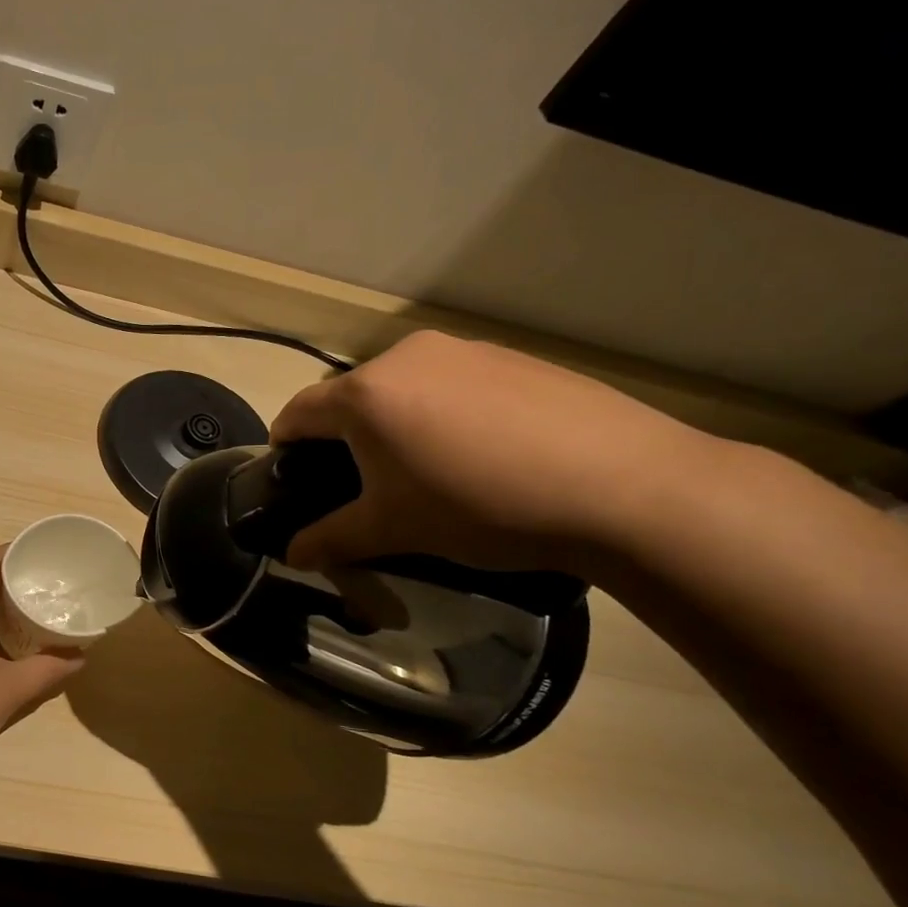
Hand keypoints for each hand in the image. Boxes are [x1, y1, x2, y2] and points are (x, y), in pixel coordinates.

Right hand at [270, 330, 708, 579]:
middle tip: (364, 482)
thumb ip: (331, 540)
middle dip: (345, 436)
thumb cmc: (479, 506)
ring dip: (396, 421)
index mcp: (365, 395)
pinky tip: (481, 451)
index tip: (288, 472)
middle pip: (352, 397)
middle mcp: (406, 357)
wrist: (622, 486)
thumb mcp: (393, 530)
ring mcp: (464, 350)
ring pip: (404, 387)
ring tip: (427, 468)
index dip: (285, 444)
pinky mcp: (512, 357)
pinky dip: (445, 412)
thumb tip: (292, 556)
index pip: (299, 412)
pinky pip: (453, 382)